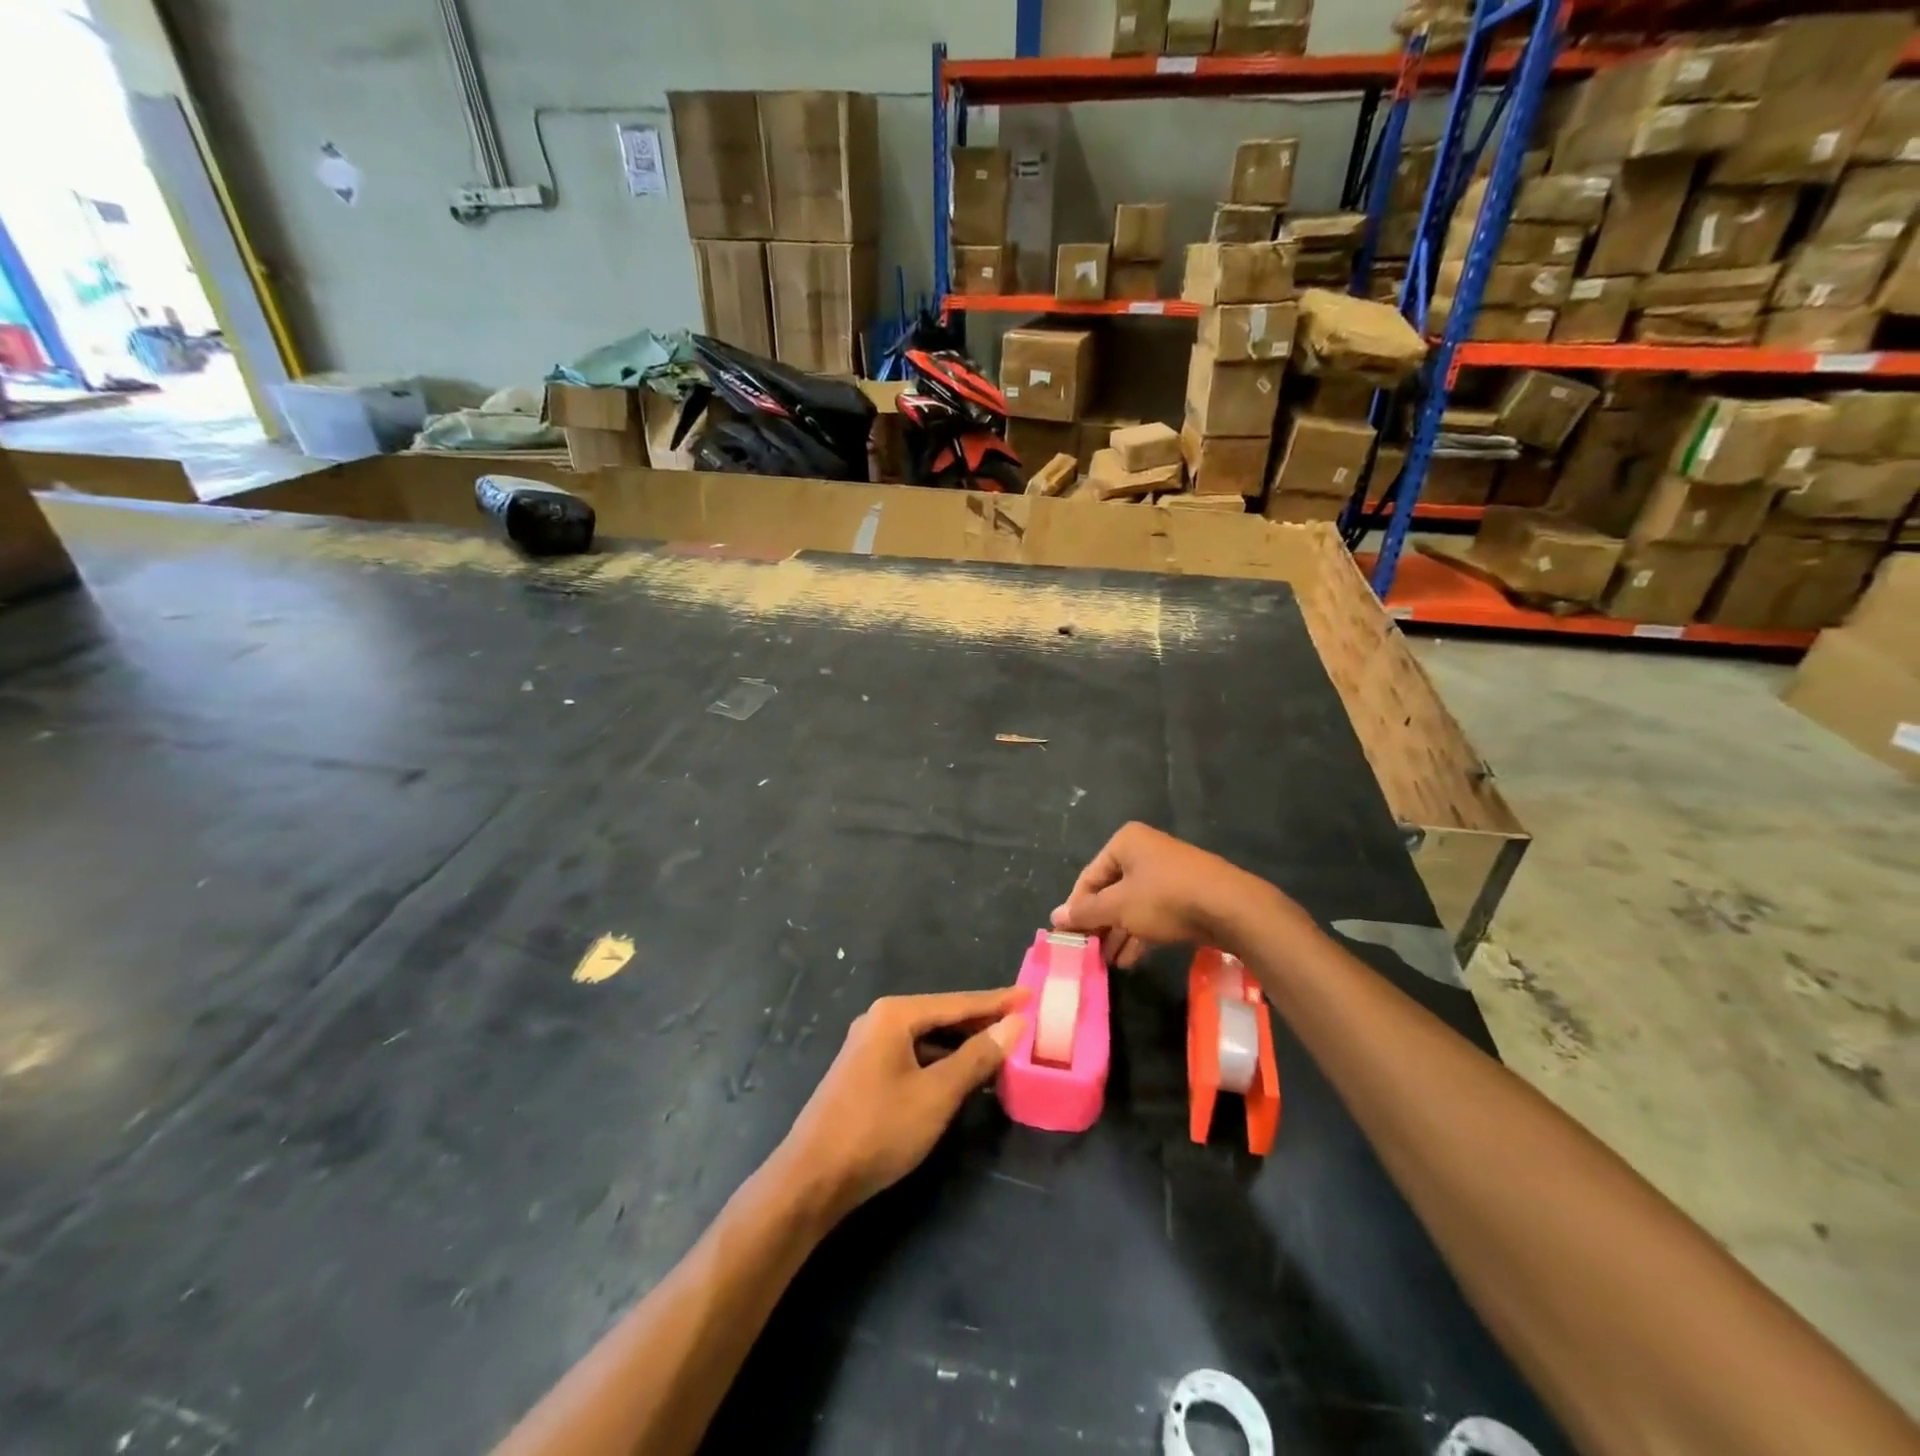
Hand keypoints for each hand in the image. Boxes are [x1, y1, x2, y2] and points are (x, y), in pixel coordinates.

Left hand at [777, 987, 1027, 1223]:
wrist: (811, 1178)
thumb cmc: (879, 1129)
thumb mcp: (937, 1094)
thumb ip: (977, 1057)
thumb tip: (1013, 1024)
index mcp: (895, 1014)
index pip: (958, 1002)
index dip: (997, 1001)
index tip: (1030, 995)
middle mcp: (880, 1020)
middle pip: (942, 1016)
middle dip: (981, 1023)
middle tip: (1021, 1025)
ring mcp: (868, 1046)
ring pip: (927, 1038)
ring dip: (961, 1046)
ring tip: (1000, 1053)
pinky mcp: (864, 1071)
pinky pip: (913, 1055)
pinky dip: (940, 1062)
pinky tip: (961, 1078)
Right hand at [1051, 822, 1270, 967]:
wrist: (1231, 908)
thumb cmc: (1166, 899)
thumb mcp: (1119, 907)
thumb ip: (1086, 913)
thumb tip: (1055, 917)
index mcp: (1125, 842)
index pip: (1089, 877)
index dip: (1077, 908)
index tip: (1070, 937)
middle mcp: (1145, 850)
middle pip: (1111, 890)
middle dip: (1100, 923)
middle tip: (1090, 952)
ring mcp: (1168, 871)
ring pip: (1133, 903)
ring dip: (1119, 932)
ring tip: (1108, 961)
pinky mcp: (1186, 892)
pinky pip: (1153, 911)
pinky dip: (1140, 932)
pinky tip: (1130, 959)